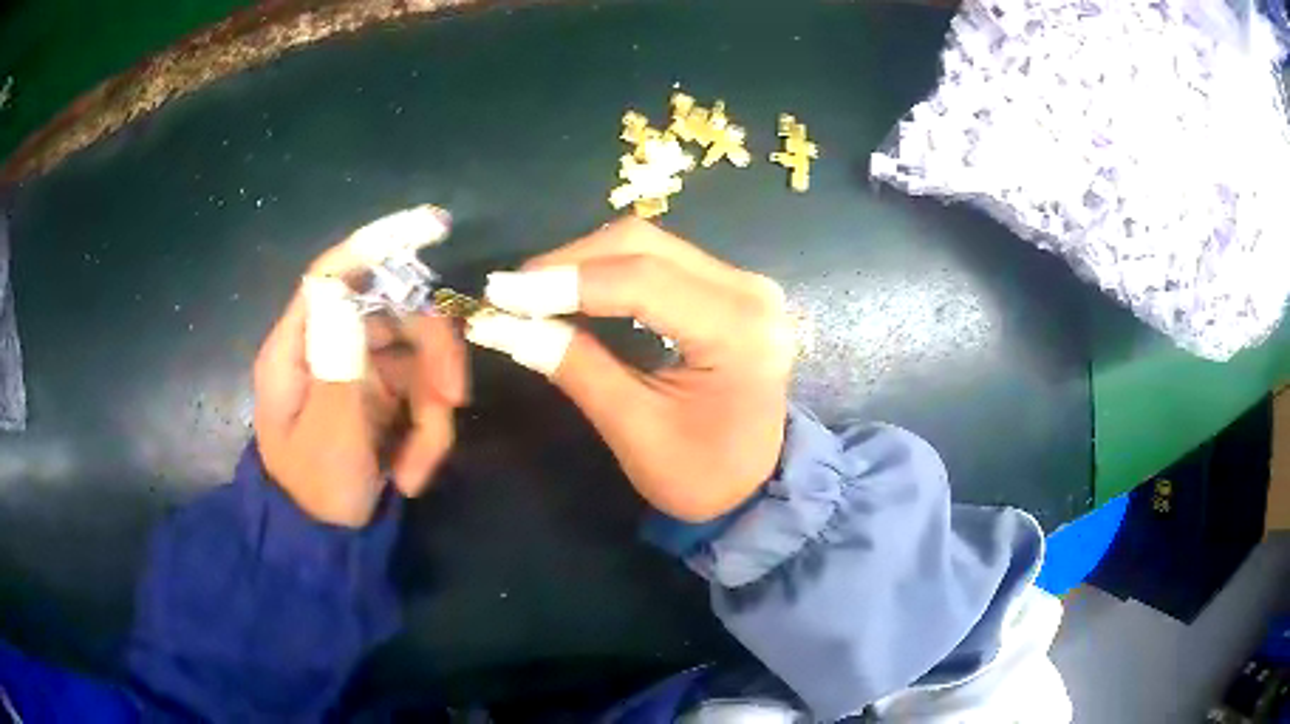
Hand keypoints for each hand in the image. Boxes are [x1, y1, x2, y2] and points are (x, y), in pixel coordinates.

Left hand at [253, 212, 466, 526]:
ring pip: (418, 357)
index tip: (434, 226)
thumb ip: (338, 367)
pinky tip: (414, 472)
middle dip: (431, 356)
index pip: (333, 274)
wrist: (324, 546)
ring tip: (421, 465)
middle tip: (453, 401)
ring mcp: (357, 371)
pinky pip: (422, 393)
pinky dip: (428, 432)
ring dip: (432, 409)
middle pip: (394, 313)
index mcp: (297, 348)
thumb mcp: (329, 438)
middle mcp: (329, 347)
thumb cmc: (314, 494)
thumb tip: (345, 291)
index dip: (379, 244)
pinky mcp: (380, 396)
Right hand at [469, 218, 793, 521]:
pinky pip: (661, 260)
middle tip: (511, 292)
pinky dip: (610, 268)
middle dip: (569, 262)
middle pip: (644, 246)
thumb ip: (573, 367)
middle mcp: (749, 292)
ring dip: (585, 261)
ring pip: (650, 245)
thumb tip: (500, 324)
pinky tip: (575, 289)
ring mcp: (744, 284)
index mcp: (737, 331)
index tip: (499, 293)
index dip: (563, 281)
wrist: (755, 486)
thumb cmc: (701, 475)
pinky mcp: (731, 288)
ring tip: (533, 292)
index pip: (641, 281)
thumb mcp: (635, 429)